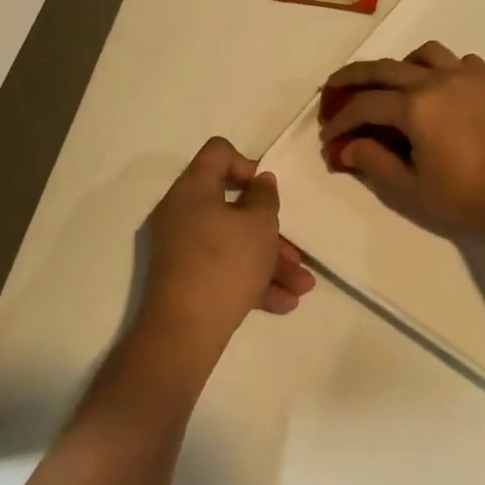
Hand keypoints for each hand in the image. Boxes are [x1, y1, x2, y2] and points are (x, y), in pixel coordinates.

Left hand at [138, 138, 314, 357]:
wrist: (184, 332)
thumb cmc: (225, 264)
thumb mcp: (259, 225)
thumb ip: (265, 197)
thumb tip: (260, 182)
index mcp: (193, 189)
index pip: (218, 153)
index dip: (248, 164)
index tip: (267, 192)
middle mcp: (182, 214)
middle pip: (232, 207)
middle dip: (271, 231)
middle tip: (296, 251)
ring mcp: (182, 249)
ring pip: (233, 244)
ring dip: (270, 261)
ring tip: (303, 287)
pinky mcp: (185, 280)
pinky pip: (223, 270)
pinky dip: (252, 280)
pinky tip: (283, 303)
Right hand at [319, 42, 484, 233]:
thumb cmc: (467, 196)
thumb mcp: (413, 188)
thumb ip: (376, 163)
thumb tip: (347, 147)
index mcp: (414, 107)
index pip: (364, 105)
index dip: (341, 120)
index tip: (329, 136)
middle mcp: (437, 80)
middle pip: (384, 68)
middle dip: (354, 77)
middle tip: (335, 87)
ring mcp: (468, 75)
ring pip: (425, 54)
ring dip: (402, 66)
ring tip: (395, 85)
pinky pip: (460, 61)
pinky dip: (442, 69)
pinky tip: (442, 89)